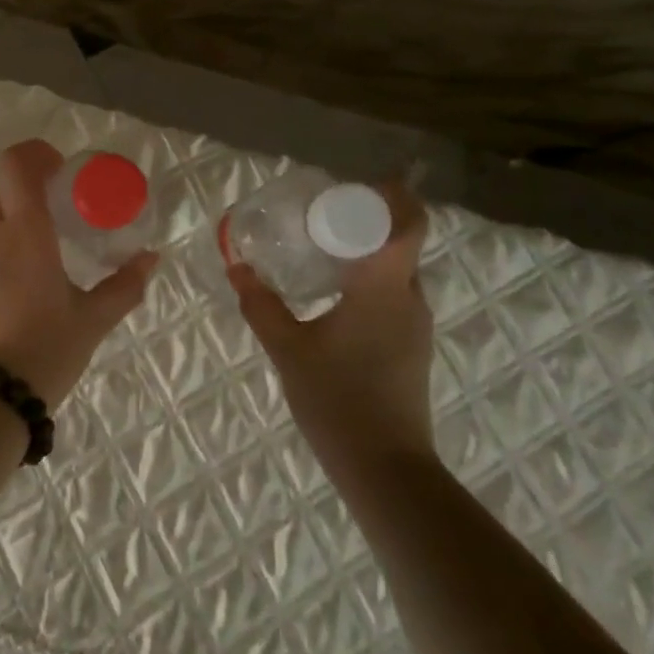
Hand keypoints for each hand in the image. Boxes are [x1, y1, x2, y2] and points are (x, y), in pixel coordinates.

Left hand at [0, 140, 156, 408]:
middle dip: (32, 194)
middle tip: (62, 221)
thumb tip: (150, 258)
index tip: (61, 171)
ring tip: (42, 269)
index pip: (16, 163)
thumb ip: (124, 286)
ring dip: (15, 231)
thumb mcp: (92, 321)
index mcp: (24, 232)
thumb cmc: (44, 351)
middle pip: (4, 191)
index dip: (36, 154)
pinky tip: (14, 300)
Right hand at [227, 179, 434, 483]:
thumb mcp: (288, 349)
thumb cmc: (338, 399)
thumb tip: (237, 267)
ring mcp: (415, 325)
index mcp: (384, 287)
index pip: (408, 223)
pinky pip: (394, 295)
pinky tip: (333, 296)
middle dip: (369, 220)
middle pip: (402, 242)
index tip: (357, 185)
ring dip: (368, 252)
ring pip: (397, 270)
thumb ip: (261, 305)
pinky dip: (369, 280)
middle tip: (324, 215)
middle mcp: (409, 298)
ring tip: (322, 250)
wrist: (386, 469)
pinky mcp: (411, 347)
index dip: (391, 195)